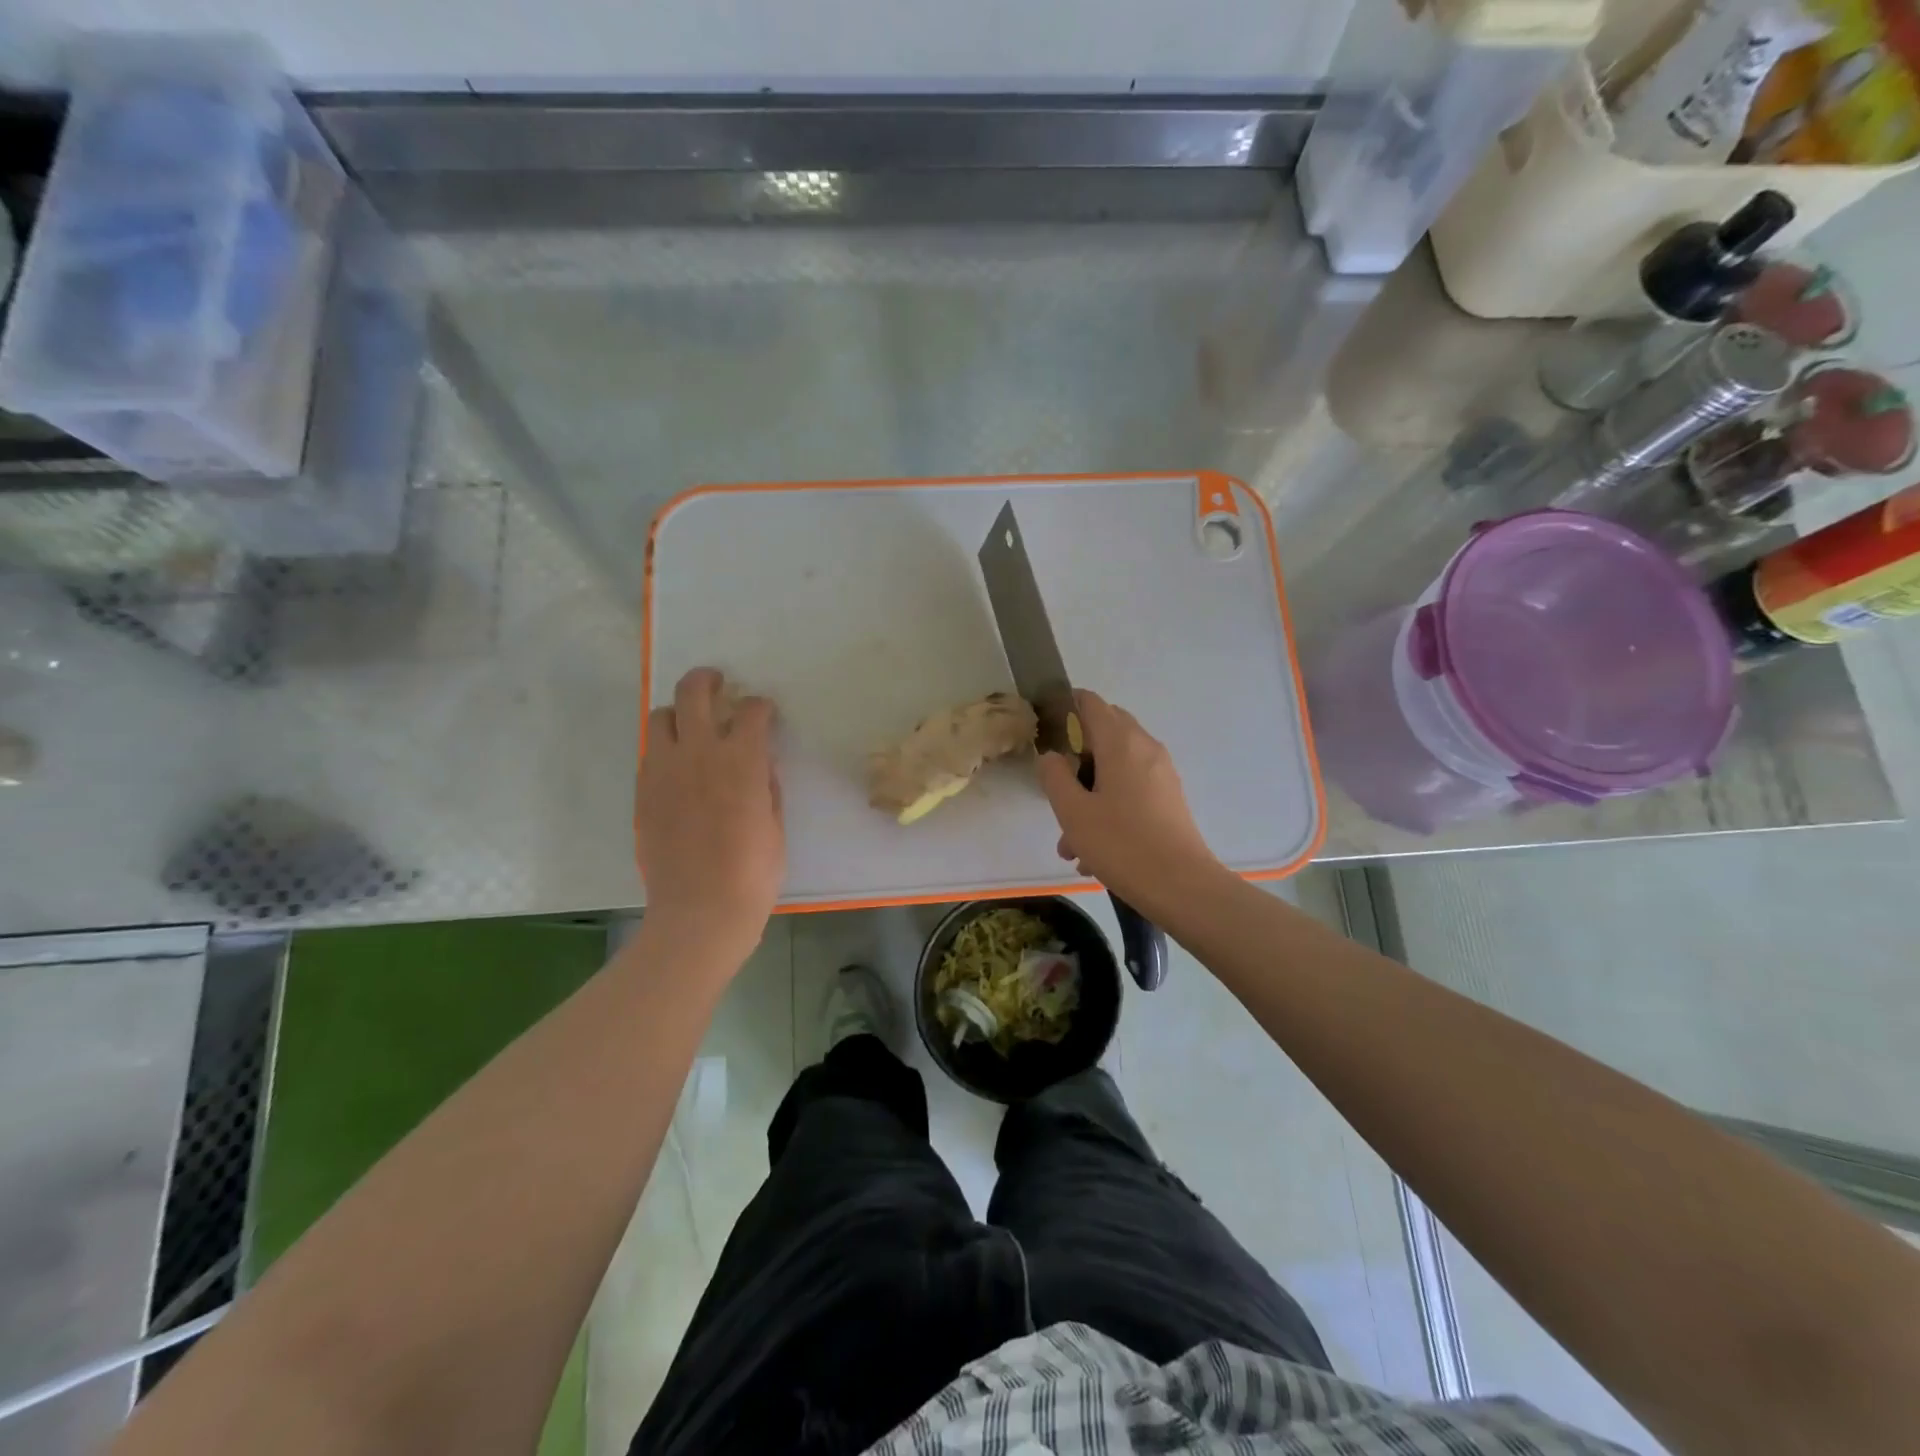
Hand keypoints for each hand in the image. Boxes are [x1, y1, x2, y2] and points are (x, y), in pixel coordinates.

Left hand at [636, 668, 784, 958]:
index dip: (761, 707)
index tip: (765, 713)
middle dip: (708, 680)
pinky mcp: (643, 792)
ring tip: (692, 726)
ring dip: (680, 713)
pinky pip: (650, 753)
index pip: (751, 711)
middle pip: (694, 692)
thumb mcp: (775, 824)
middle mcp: (698, 753)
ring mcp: (663, 771)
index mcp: (740, 759)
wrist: (700, 909)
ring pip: (662, 717)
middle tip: (717, 683)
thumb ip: (766, 784)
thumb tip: (758, 762)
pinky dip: (665, 748)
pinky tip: (678, 766)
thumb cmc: (753, 872)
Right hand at [1037, 690, 1224, 914]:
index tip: (1045, 729)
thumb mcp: (1073, 811)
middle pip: (1104, 733)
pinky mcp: (1169, 799)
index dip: (1065, 707)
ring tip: (1069, 843)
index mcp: (1120, 742)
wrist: (1181, 886)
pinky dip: (1109, 808)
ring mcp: (1161, 774)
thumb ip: (1055, 776)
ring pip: (1115, 769)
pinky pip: (1131, 790)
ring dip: (1089, 794)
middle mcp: (1145, 748)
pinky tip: (1093, 853)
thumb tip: (1052, 756)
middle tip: (1055, 788)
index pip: (1090, 703)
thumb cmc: (1121, 844)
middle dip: (1076, 757)